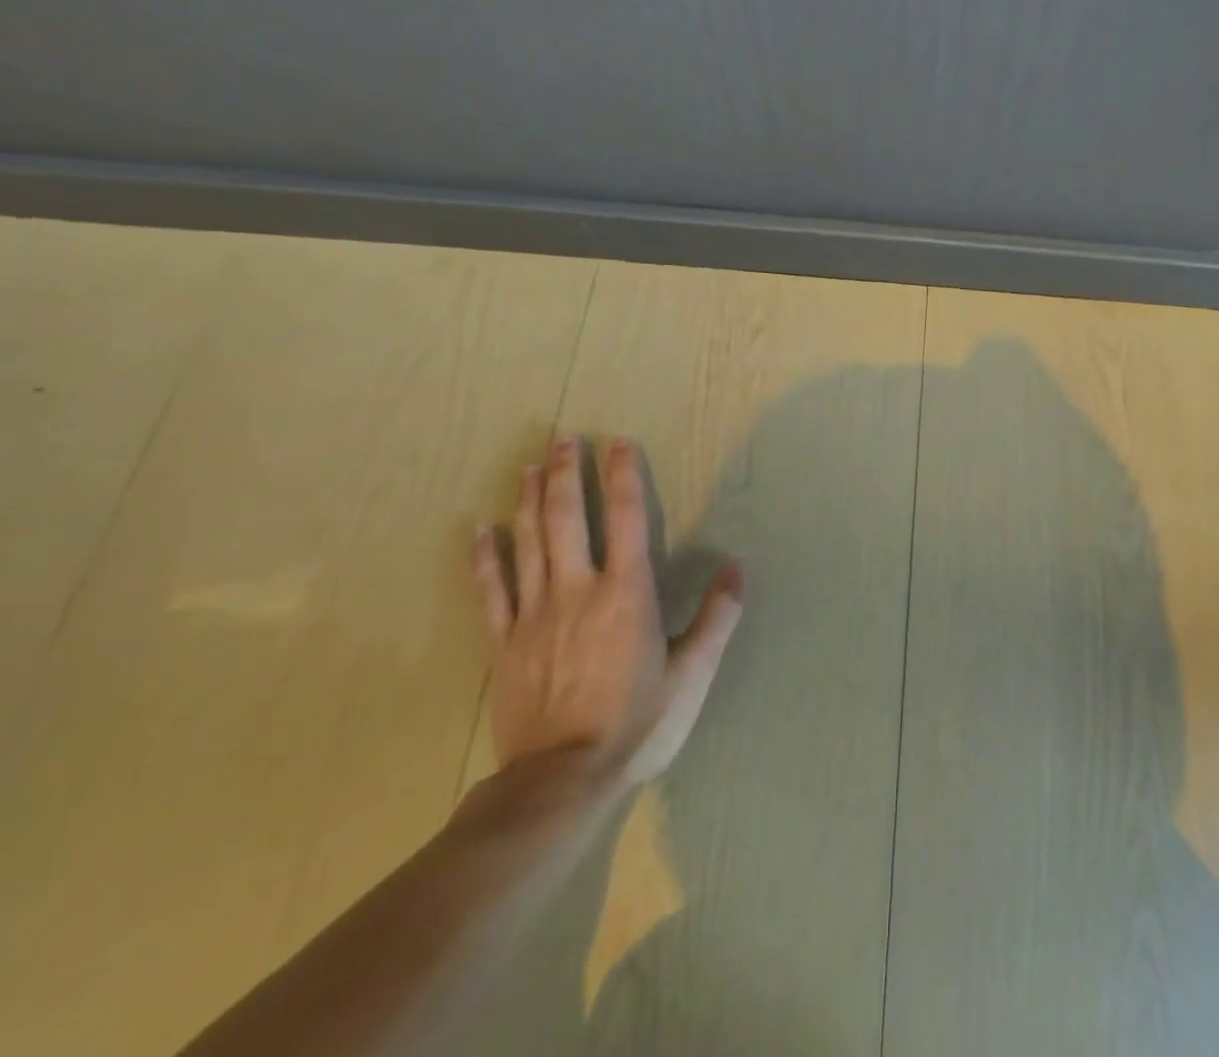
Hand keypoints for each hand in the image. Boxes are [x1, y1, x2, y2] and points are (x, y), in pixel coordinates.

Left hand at [472, 436, 742, 784]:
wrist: (561, 780)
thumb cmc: (637, 722)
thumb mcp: (693, 672)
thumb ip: (717, 616)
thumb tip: (738, 566)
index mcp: (627, 593)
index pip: (627, 519)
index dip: (624, 477)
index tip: (619, 444)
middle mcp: (578, 590)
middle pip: (568, 519)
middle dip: (567, 474)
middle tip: (564, 439)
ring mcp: (534, 615)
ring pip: (528, 543)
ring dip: (530, 500)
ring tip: (532, 466)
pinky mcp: (504, 643)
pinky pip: (490, 590)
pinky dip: (484, 557)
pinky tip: (480, 529)